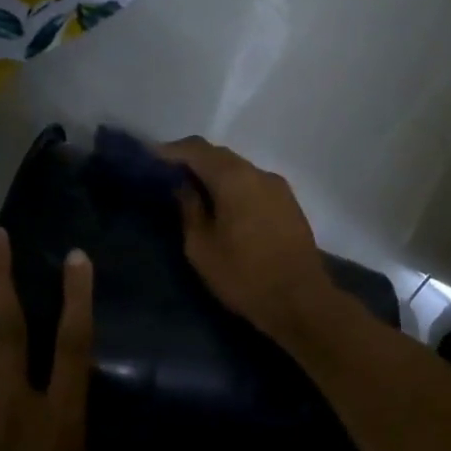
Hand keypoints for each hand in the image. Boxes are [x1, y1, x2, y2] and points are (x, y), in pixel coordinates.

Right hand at [159, 137, 346, 347]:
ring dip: (216, 177)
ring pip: (240, 171)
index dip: (171, 151)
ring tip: (194, 194)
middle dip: (193, 162)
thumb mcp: (202, 247)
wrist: (301, 301)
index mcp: (235, 178)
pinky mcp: (290, 206)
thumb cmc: (244, 276)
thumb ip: (189, 209)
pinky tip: (224, 208)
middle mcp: (260, 173)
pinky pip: (255, 187)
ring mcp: (280, 188)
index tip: (149, 159)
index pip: (197, 149)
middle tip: (168, 177)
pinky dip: (235, 189)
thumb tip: (183, 186)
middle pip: (221, 156)